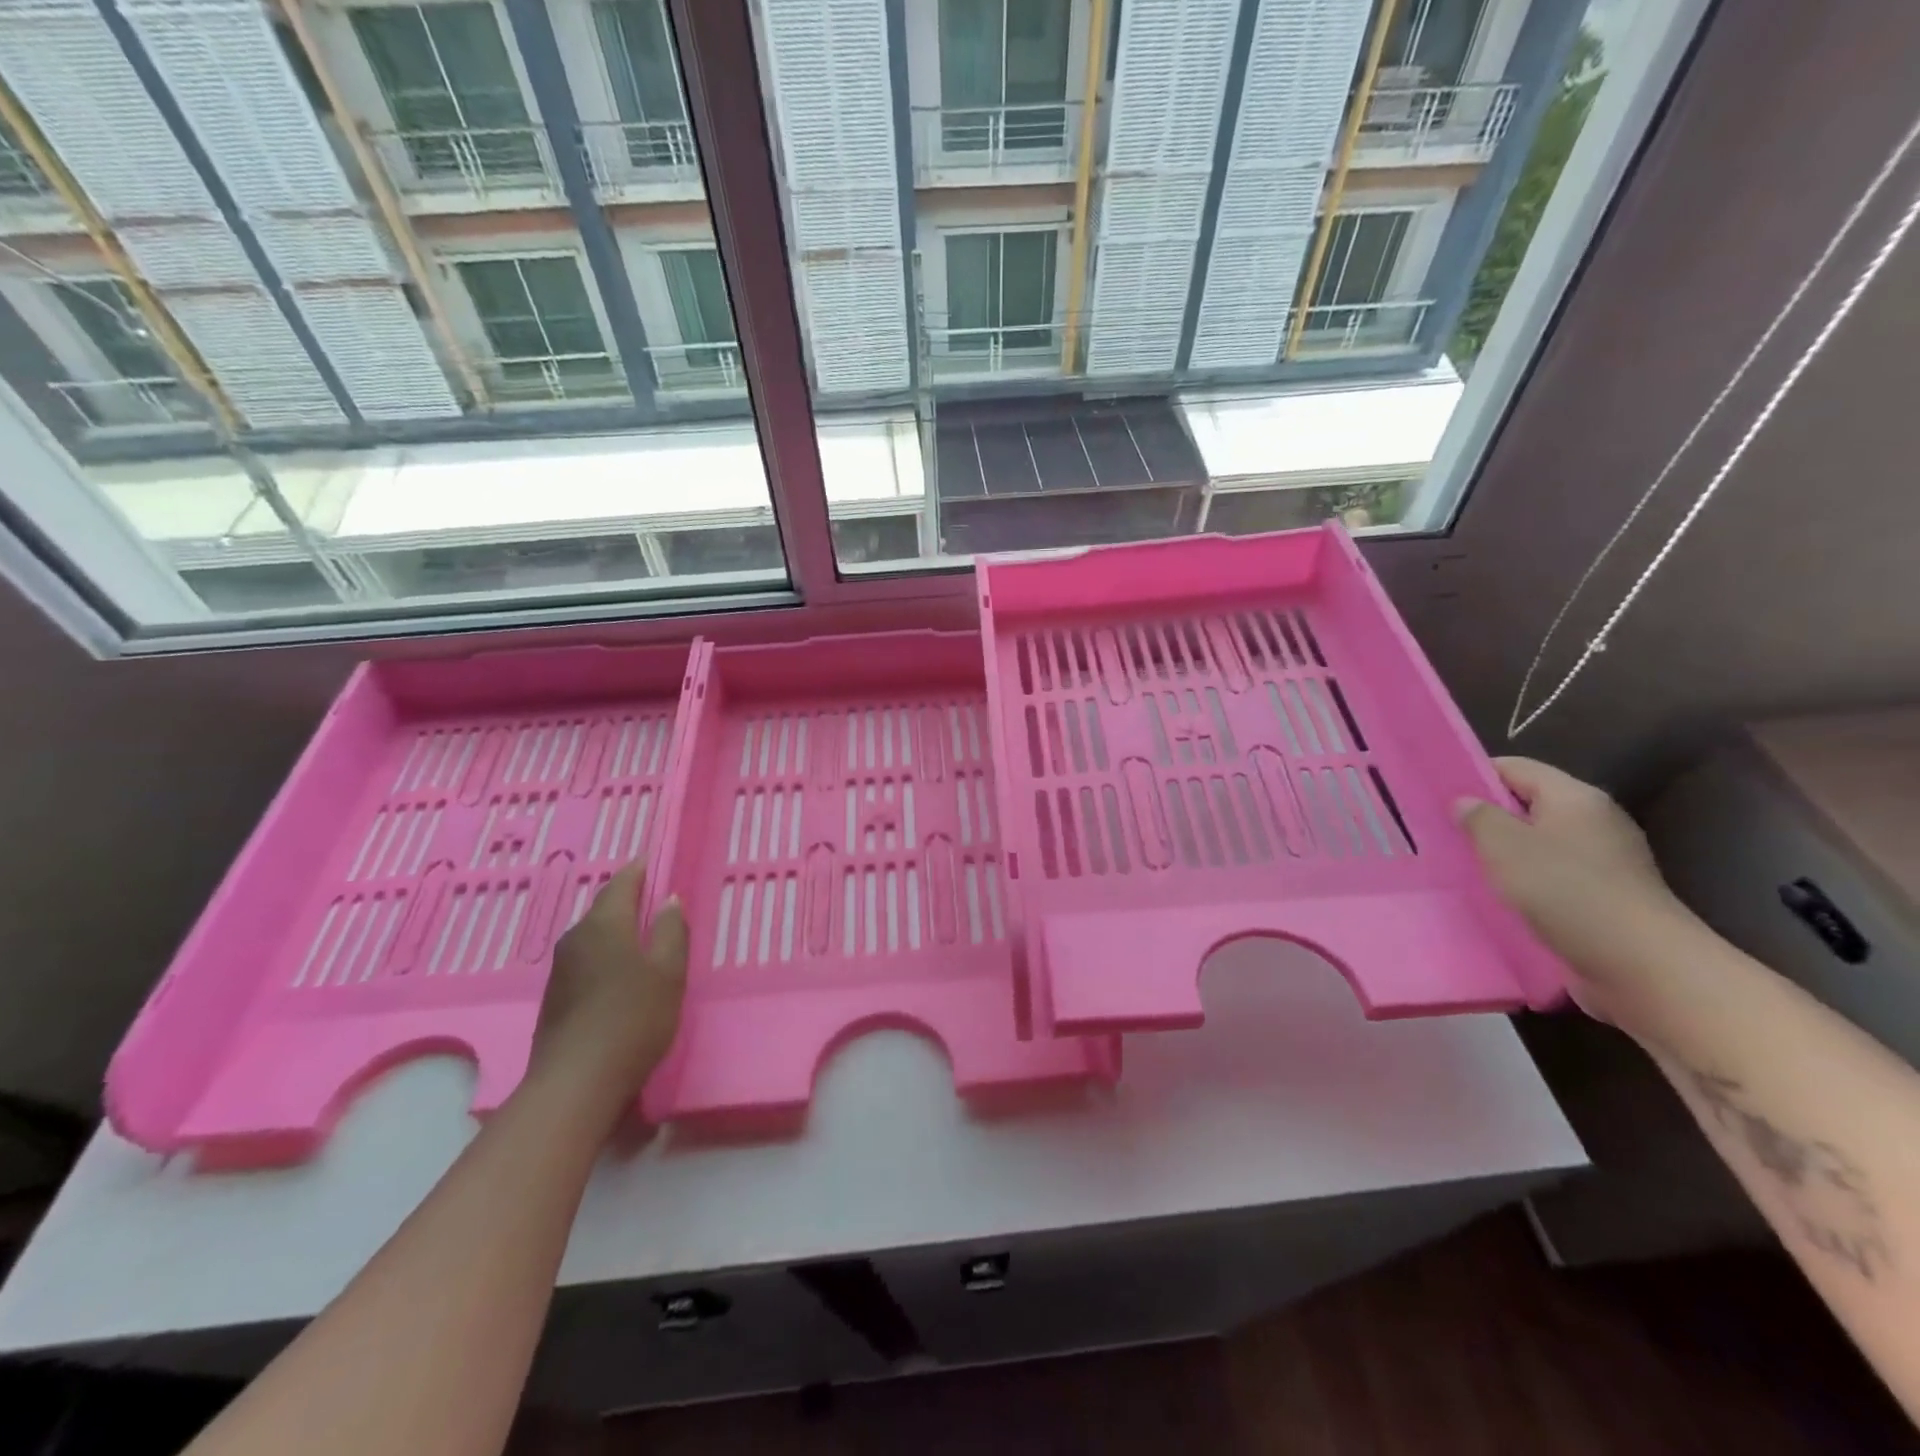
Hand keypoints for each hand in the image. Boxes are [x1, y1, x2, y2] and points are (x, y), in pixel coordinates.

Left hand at [527, 863, 687, 1124]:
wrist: (576, 1083)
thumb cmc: (633, 1019)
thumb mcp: (669, 972)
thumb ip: (672, 931)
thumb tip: (669, 900)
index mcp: (605, 925)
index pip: (622, 883)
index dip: (640, 870)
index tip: (654, 860)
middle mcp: (576, 939)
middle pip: (604, 908)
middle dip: (628, 900)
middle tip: (655, 899)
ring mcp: (561, 970)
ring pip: (594, 935)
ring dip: (617, 929)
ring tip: (643, 935)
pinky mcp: (556, 997)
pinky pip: (586, 959)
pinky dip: (606, 954)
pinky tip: (621, 972)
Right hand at [1456, 757, 1691, 1024]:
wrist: (1642, 966)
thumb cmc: (1566, 891)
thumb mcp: (1505, 846)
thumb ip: (1478, 817)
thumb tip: (1465, 802)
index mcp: (1574, 797)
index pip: (1515, 768)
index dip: (1474, 775)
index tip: (1436, 794)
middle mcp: (1594, 821)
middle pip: (1528, 805)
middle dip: (1486, 817)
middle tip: (1441, 832)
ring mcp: (1604, 861)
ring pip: (1538, 844)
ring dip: (1503, 854)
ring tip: (1461, 866)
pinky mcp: (1604, 896)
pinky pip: (1552, 876)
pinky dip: (1523, 882)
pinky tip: (1498, 898)